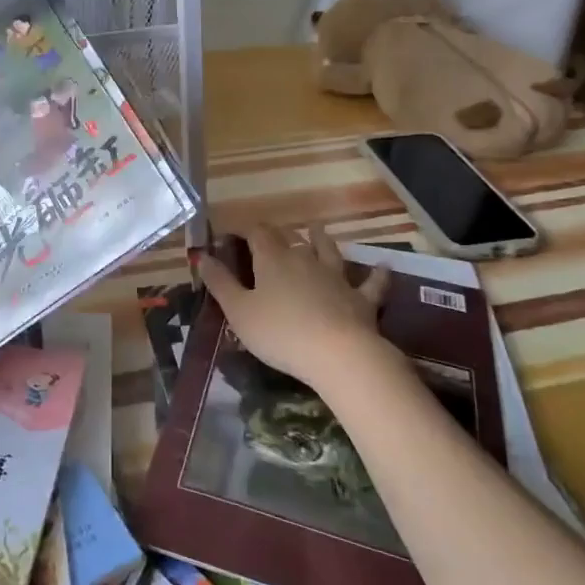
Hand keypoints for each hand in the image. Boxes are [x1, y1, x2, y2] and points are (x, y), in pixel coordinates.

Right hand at [197, 225, 392, 394]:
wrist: (338, 354)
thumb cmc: (280, 333)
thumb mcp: (239, 311)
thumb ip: (220, 283)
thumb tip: (202, 256)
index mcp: (272, 260)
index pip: (258, 234)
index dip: (247, 231)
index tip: (236, 236)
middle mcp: (305, 260)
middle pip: (291, 238)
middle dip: (280, 234)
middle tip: (272, 236)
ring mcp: (337, 277)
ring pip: (329, 251)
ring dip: (322, 240)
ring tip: (318, 230)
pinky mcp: (362, 299)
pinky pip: (372, 283)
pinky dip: (376, 274)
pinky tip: (382, 266)